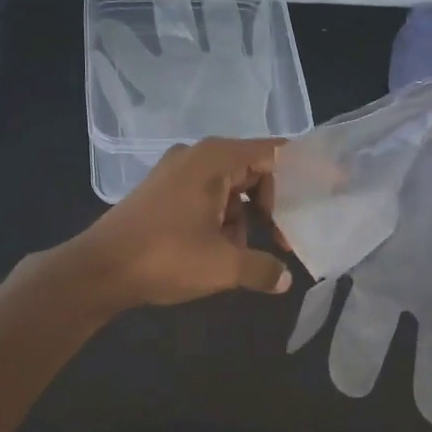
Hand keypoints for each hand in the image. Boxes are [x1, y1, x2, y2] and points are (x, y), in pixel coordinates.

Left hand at [71, 138, 294, 307]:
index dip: (306, 168)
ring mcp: (176, 173)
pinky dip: (223, 219)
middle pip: (253, 169)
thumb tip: (284, 279)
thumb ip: (261, 268)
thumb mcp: (222, 266)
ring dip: (246, 218)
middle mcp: (197, 156)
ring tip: (249, 253)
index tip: (333, 182)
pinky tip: (222, 251)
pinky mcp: (163, 192)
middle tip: (288, 237)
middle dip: (274, 203)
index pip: (274, 152)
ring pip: (230, 187)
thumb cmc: (165, 257)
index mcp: (215, 159)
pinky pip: (208, 197)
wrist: (98, 269)